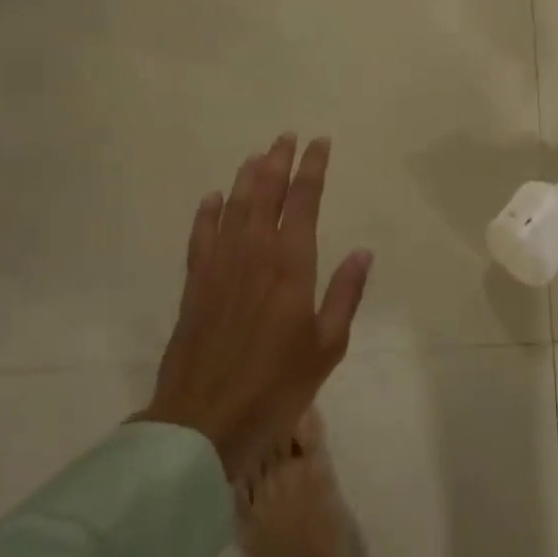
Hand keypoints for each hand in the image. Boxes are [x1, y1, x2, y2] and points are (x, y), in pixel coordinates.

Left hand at [140, 134, 372, 480]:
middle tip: (287, 137)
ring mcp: (220, 266)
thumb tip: (362, 251)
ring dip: (247, 177)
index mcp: (291, 266)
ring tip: (258, 156)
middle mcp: (254, 254)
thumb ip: (345, 293)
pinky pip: (201, 236)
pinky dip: (207, 212)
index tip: (319, 143)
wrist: (205, 419)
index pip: (303, 202)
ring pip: (234, 207)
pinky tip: (213, 197)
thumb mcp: (328, 345)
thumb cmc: (277, 385)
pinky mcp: (195, 284)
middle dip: (278, 161)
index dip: (312, 169)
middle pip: (265, 194)